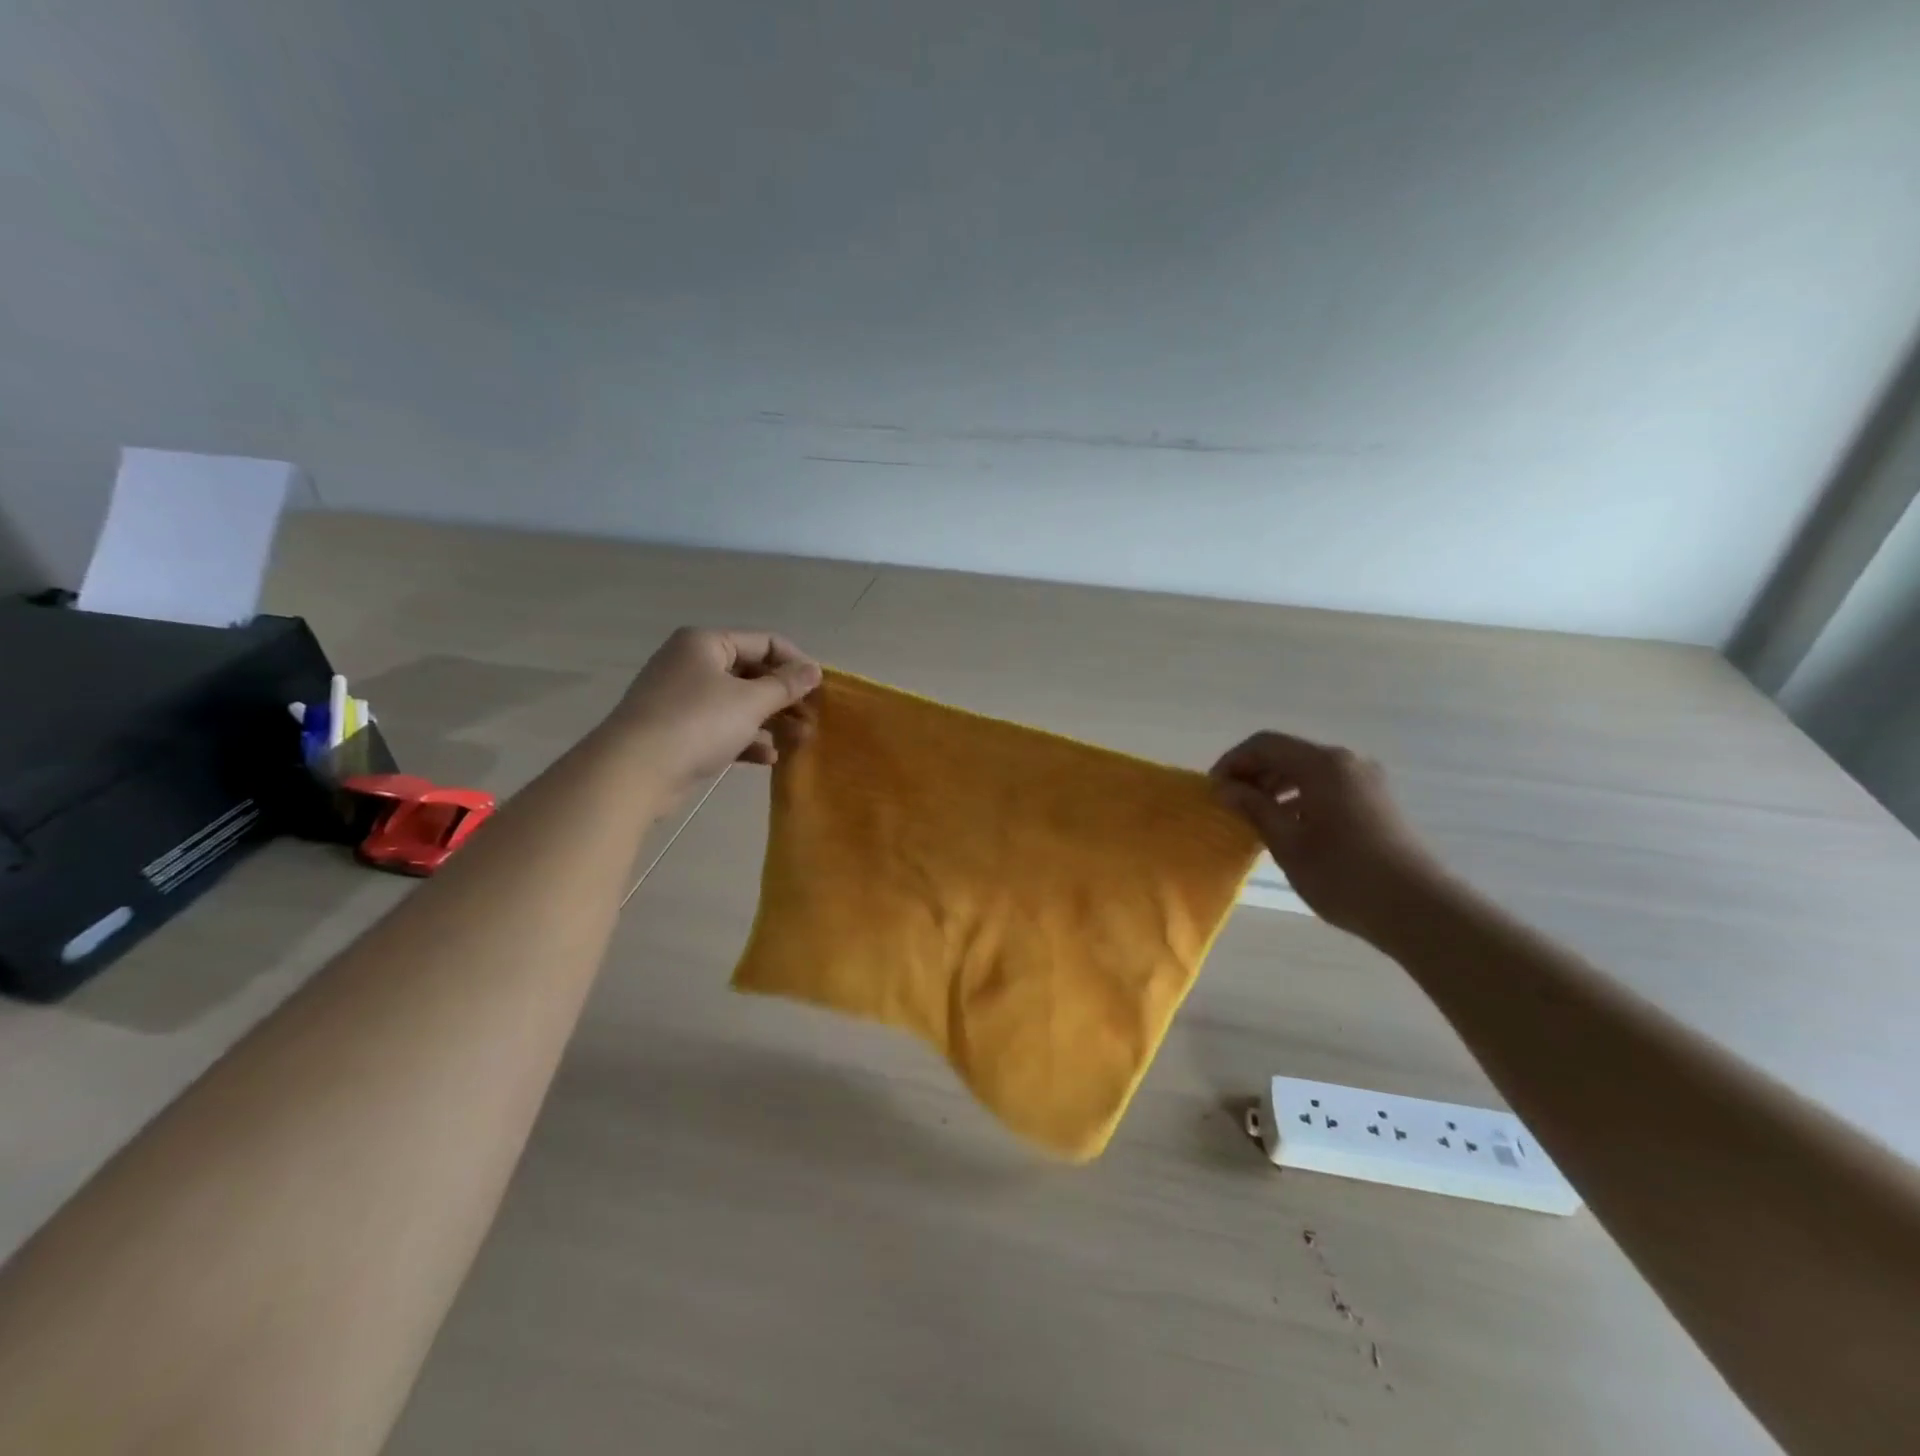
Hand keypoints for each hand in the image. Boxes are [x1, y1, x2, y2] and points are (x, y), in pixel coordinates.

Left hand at [612, 628, 820, 790]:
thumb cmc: (697, 723)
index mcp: (706, 643)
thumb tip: (814, 669)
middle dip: (785, 697)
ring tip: (800, 740)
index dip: (796, 662)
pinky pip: (721, 728)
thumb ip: (786, 685)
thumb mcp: (750, 701)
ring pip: (738, 703)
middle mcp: (691, 664)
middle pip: (751, 673)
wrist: (634, 771)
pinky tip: (769, 757)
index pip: (764, 642)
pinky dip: (746, 739)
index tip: (821, 688)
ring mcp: (682, 699)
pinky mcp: (678, 731)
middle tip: (813, 718)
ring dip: (771, 721)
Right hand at [1210, 732, 1443, 940]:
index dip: (1233, 761)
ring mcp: (1366, 780)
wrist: (1418, 909)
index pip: (1265, 744)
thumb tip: (1226, 789)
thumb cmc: (1344, 875)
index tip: (1213, 789)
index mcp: (1323, 765)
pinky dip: (1300, 796)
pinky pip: (1327, 785)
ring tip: (1255, 816)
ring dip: (1276, 785)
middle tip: (1229, 803)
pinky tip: (1288, 825)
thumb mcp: (1288, 844)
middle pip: (1287, 753)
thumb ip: (1254, 809)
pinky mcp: (1376, 801)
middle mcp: (1346, 762)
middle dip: (1253, 773)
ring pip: (1308, 770)